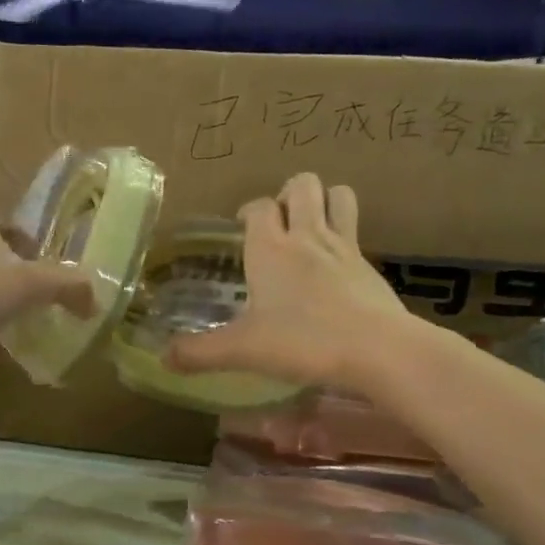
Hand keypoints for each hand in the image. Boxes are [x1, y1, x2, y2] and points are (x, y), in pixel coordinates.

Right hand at [166, 174, 413, 389]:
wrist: (379, 350)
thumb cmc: (303, 341)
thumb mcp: (243, 351)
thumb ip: (200, 353)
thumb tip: (164, 359)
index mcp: (271, 248)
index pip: (258, 207)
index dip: (248, 211)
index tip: (241, 228)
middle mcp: (308, 237)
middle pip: (303, 185)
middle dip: (289, 193)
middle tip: (277, 223)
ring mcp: (344, 247)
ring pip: (338, 195)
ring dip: (323, 200)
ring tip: (309, 226)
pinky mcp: (370, 266)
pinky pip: (357, 232)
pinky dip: (344, 236)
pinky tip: (334, 267)